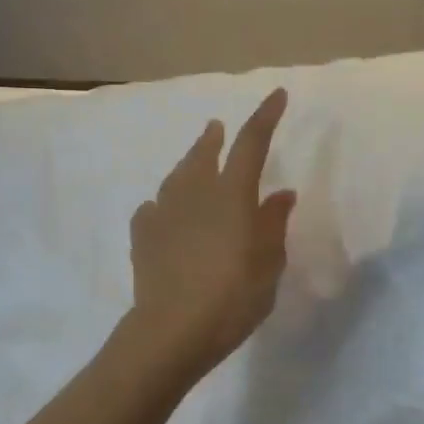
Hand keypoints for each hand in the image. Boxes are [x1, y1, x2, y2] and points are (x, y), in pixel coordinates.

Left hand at [123, 88, 295, 379]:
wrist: (172, 329)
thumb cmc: (232, 298)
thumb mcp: (268, 265)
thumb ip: (274, 224)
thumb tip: (281, 194)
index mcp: (232, 195)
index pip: (252, 143)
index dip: (266, 116)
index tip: (277, 95)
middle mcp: (195, 193)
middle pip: (205, 153)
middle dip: (215, 137)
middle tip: (217, 127)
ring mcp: (163, 212)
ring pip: (176, 176)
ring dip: (188, 164)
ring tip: (193, 162)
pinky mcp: (142, 235)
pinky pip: (154, 209)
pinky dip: (164, 205)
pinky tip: (163, 211)